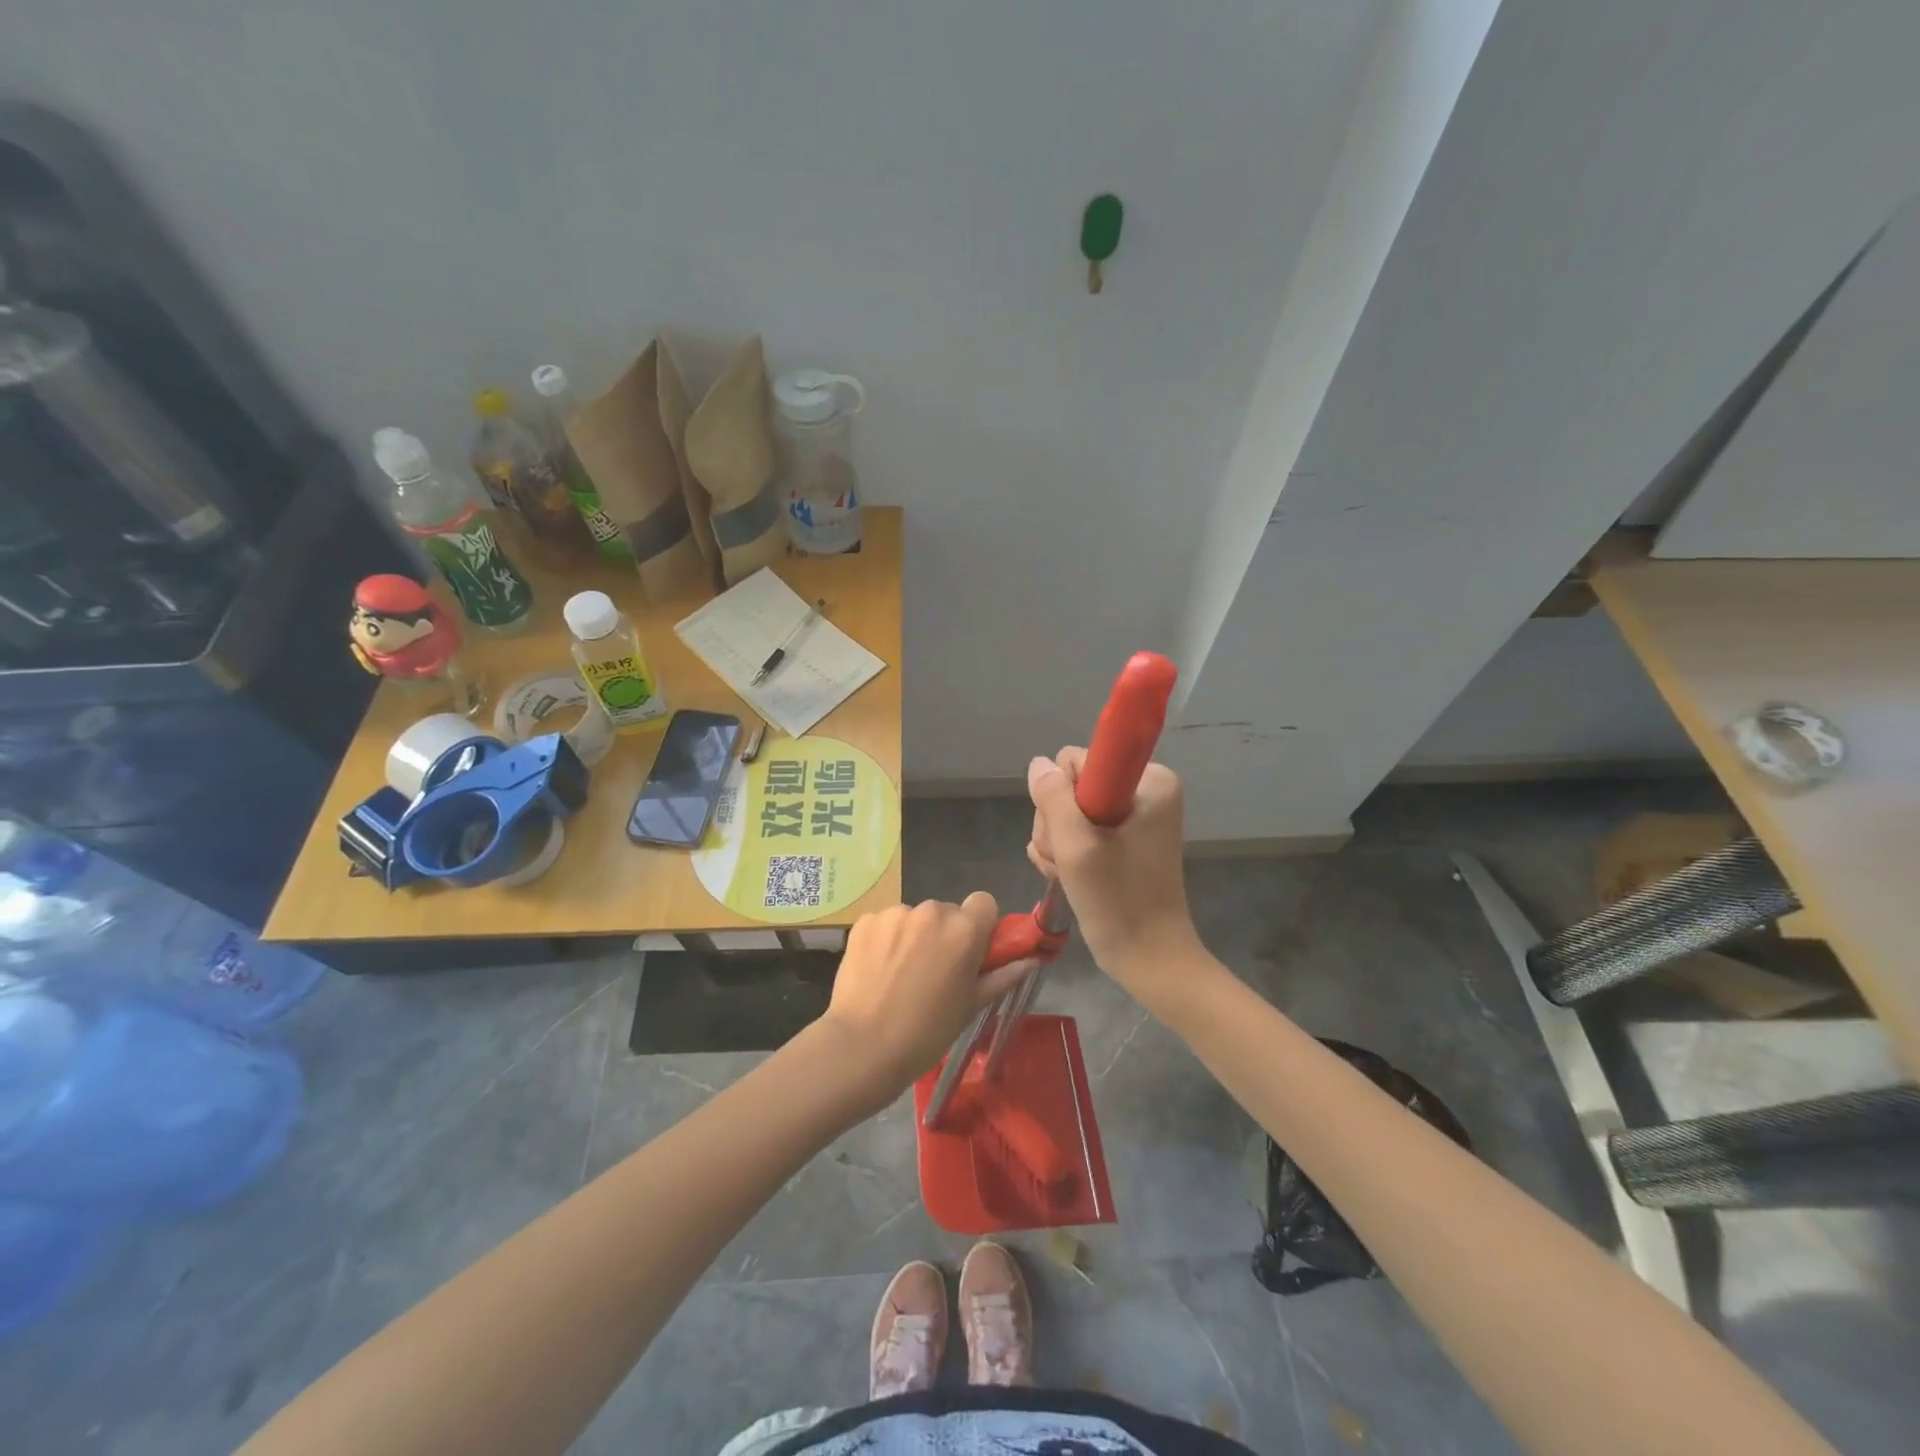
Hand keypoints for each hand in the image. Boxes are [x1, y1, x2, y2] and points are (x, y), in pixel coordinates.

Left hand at [821, 893, 1033, 1097]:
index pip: (984, 903)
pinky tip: (878, 971)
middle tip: (935, 973)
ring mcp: (895, 913)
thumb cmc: (927, 1033)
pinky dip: (886, 940)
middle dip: (945, 934)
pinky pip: (887, 924)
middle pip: (948, 912)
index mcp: (964, 929)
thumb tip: (1032, 960)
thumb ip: (1003, 976)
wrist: (862, 1047)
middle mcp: (931, 910)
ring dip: (915, 937)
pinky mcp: (866, 920)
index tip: (971, 954)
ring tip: (901, 976)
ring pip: (915, 918)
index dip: (981, 926)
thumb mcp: (971, 1006)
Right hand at [1027, 750, 1200, 1006]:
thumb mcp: (1077, 846)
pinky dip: (1066, 855)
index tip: (1073, 835)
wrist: (1149, 958)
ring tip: (1071, 875)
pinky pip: (1076, 831)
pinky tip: (1071, 878)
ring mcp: (1131, 816)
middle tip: (1071, 862)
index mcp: (1149, 781)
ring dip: (1058, 846)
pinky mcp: (1121, 840)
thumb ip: (1053, 797)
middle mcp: (1143, 791)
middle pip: (1069, 787)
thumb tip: (1038, 763)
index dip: (1062, 797)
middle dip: (1058, 826)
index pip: (1075, 761)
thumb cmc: (1118, 901)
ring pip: (1066, 812)